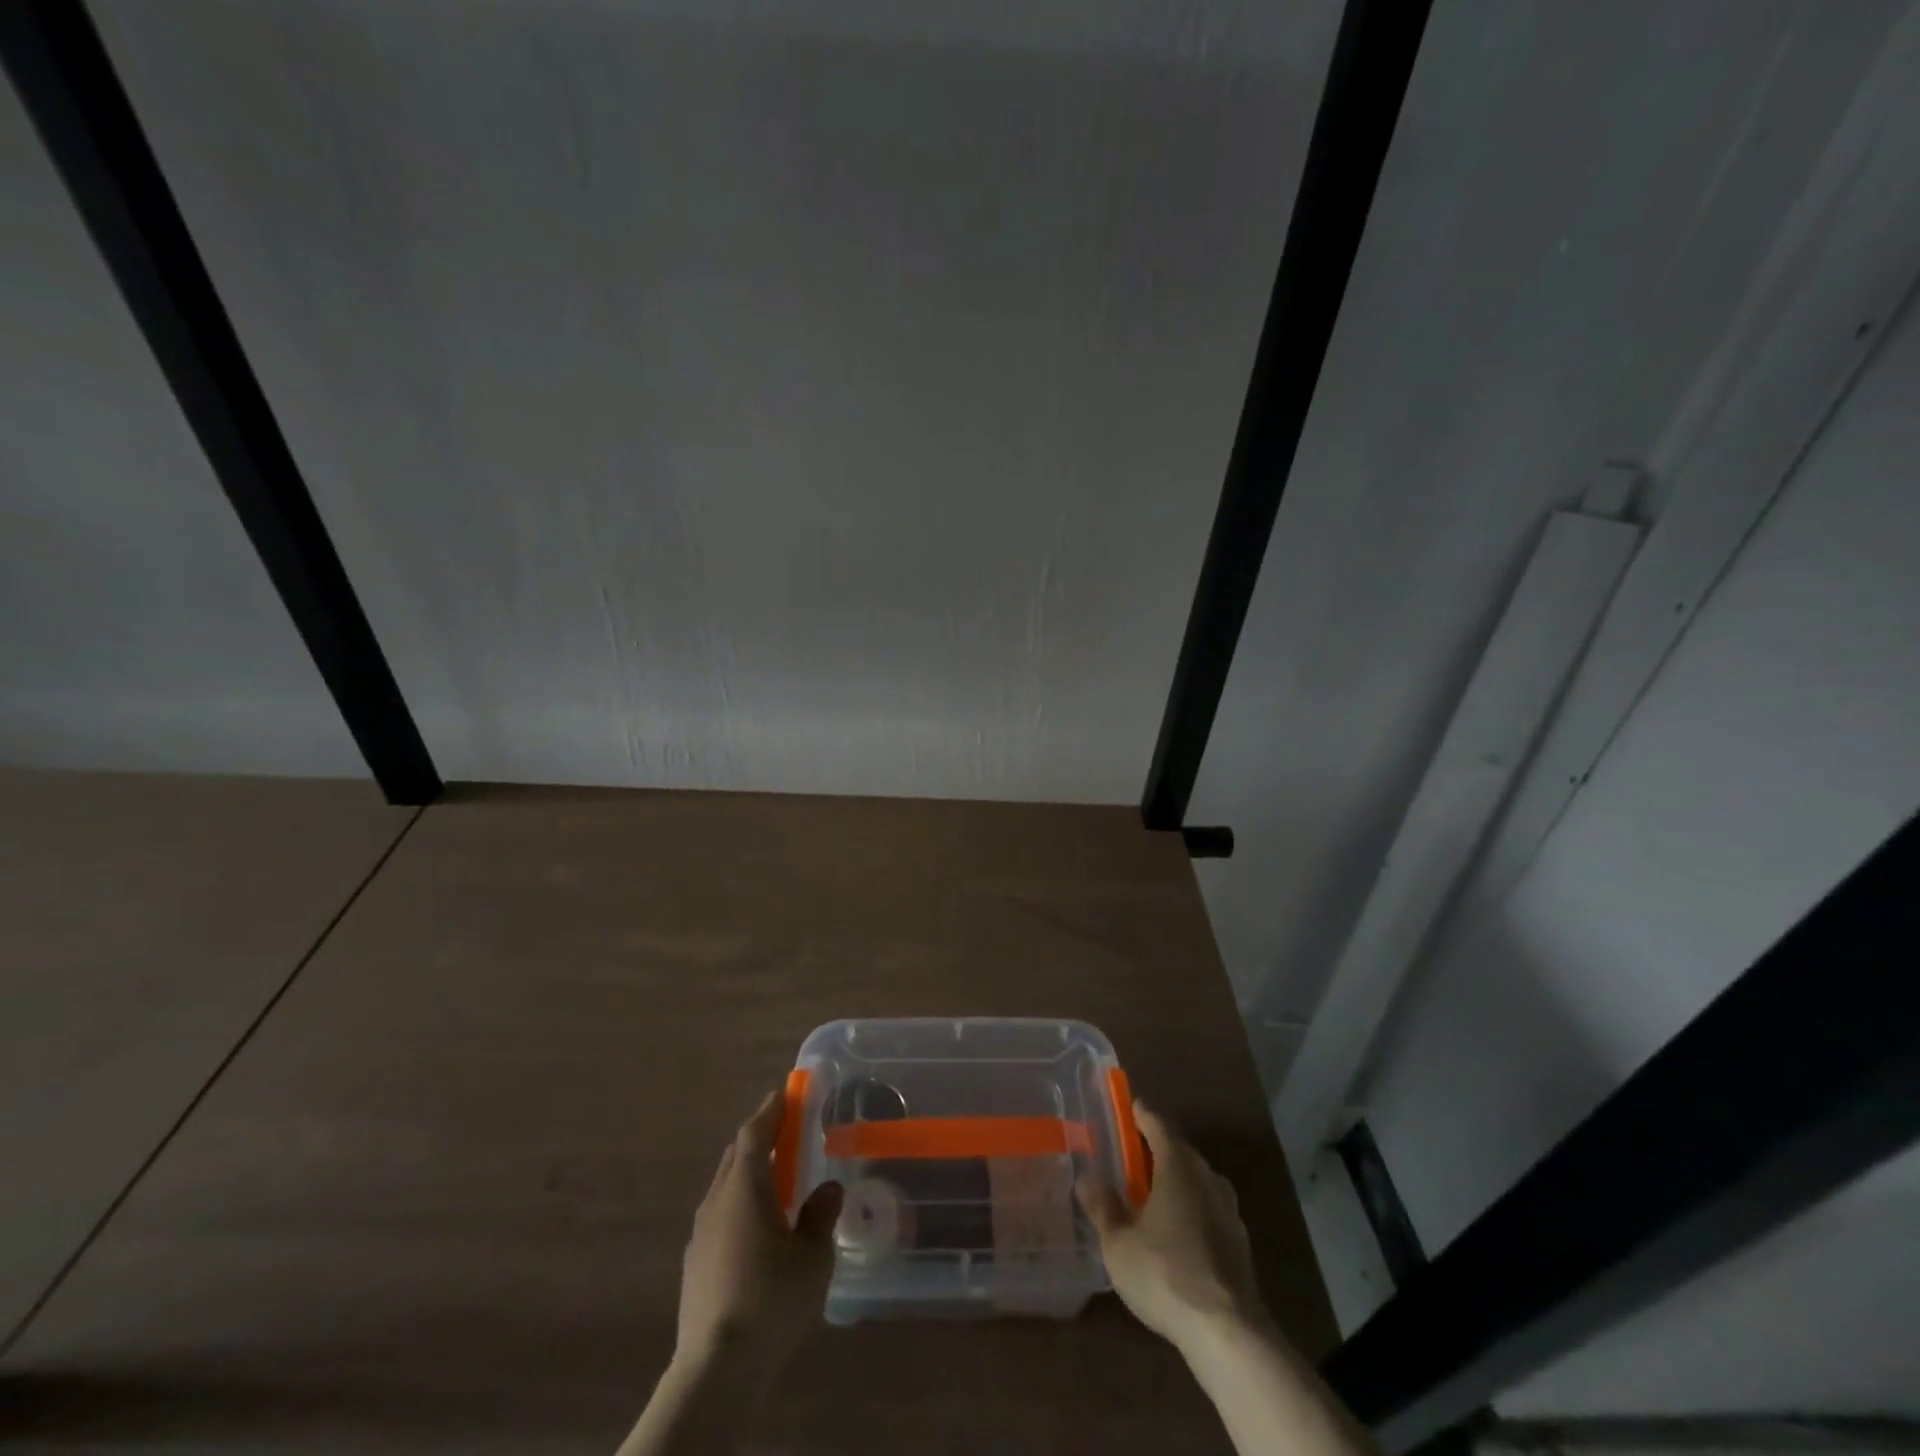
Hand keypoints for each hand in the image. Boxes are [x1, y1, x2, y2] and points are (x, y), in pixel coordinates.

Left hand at [676, 1090, 841, 1378]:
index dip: (772, 1109)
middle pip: (737, 1154)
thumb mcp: (813, 1256)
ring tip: (779, 1179)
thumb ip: (820, 1216)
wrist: (715, 1370)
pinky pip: (721, 1214)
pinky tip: (759, 1228)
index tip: (788, 1091)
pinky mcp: (695, 1264)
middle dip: (762, 1136)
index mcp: (745, 1187)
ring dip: (751, 1171)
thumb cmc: (770, 1299)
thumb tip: (827, 1190)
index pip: (755, 1132)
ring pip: (727, 1185)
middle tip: (789, 1130)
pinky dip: (741, 1203)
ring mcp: (701, 1233)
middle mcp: (717, 1200)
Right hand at [1077, 1099, 1268, 1354]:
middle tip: (1129, 1157)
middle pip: (1179, 1150)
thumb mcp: (1119, 1243)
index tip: (1127, 1108)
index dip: (1141, 1113)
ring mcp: (1229, 1210)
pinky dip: (1190, 1209)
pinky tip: (1175, 1234)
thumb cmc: (1165, 1274)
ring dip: (1174, 1181)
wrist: (1228, 1333)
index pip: (1158, 1123)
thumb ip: (1103, 1207)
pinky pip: (1208, 1209)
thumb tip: (1087, 1178)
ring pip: (1196, 1181)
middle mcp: (1207, 1177)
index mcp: (1178, 1165)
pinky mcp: (1240, 1242)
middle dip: (1155, 1149)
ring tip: (1150, 1196)